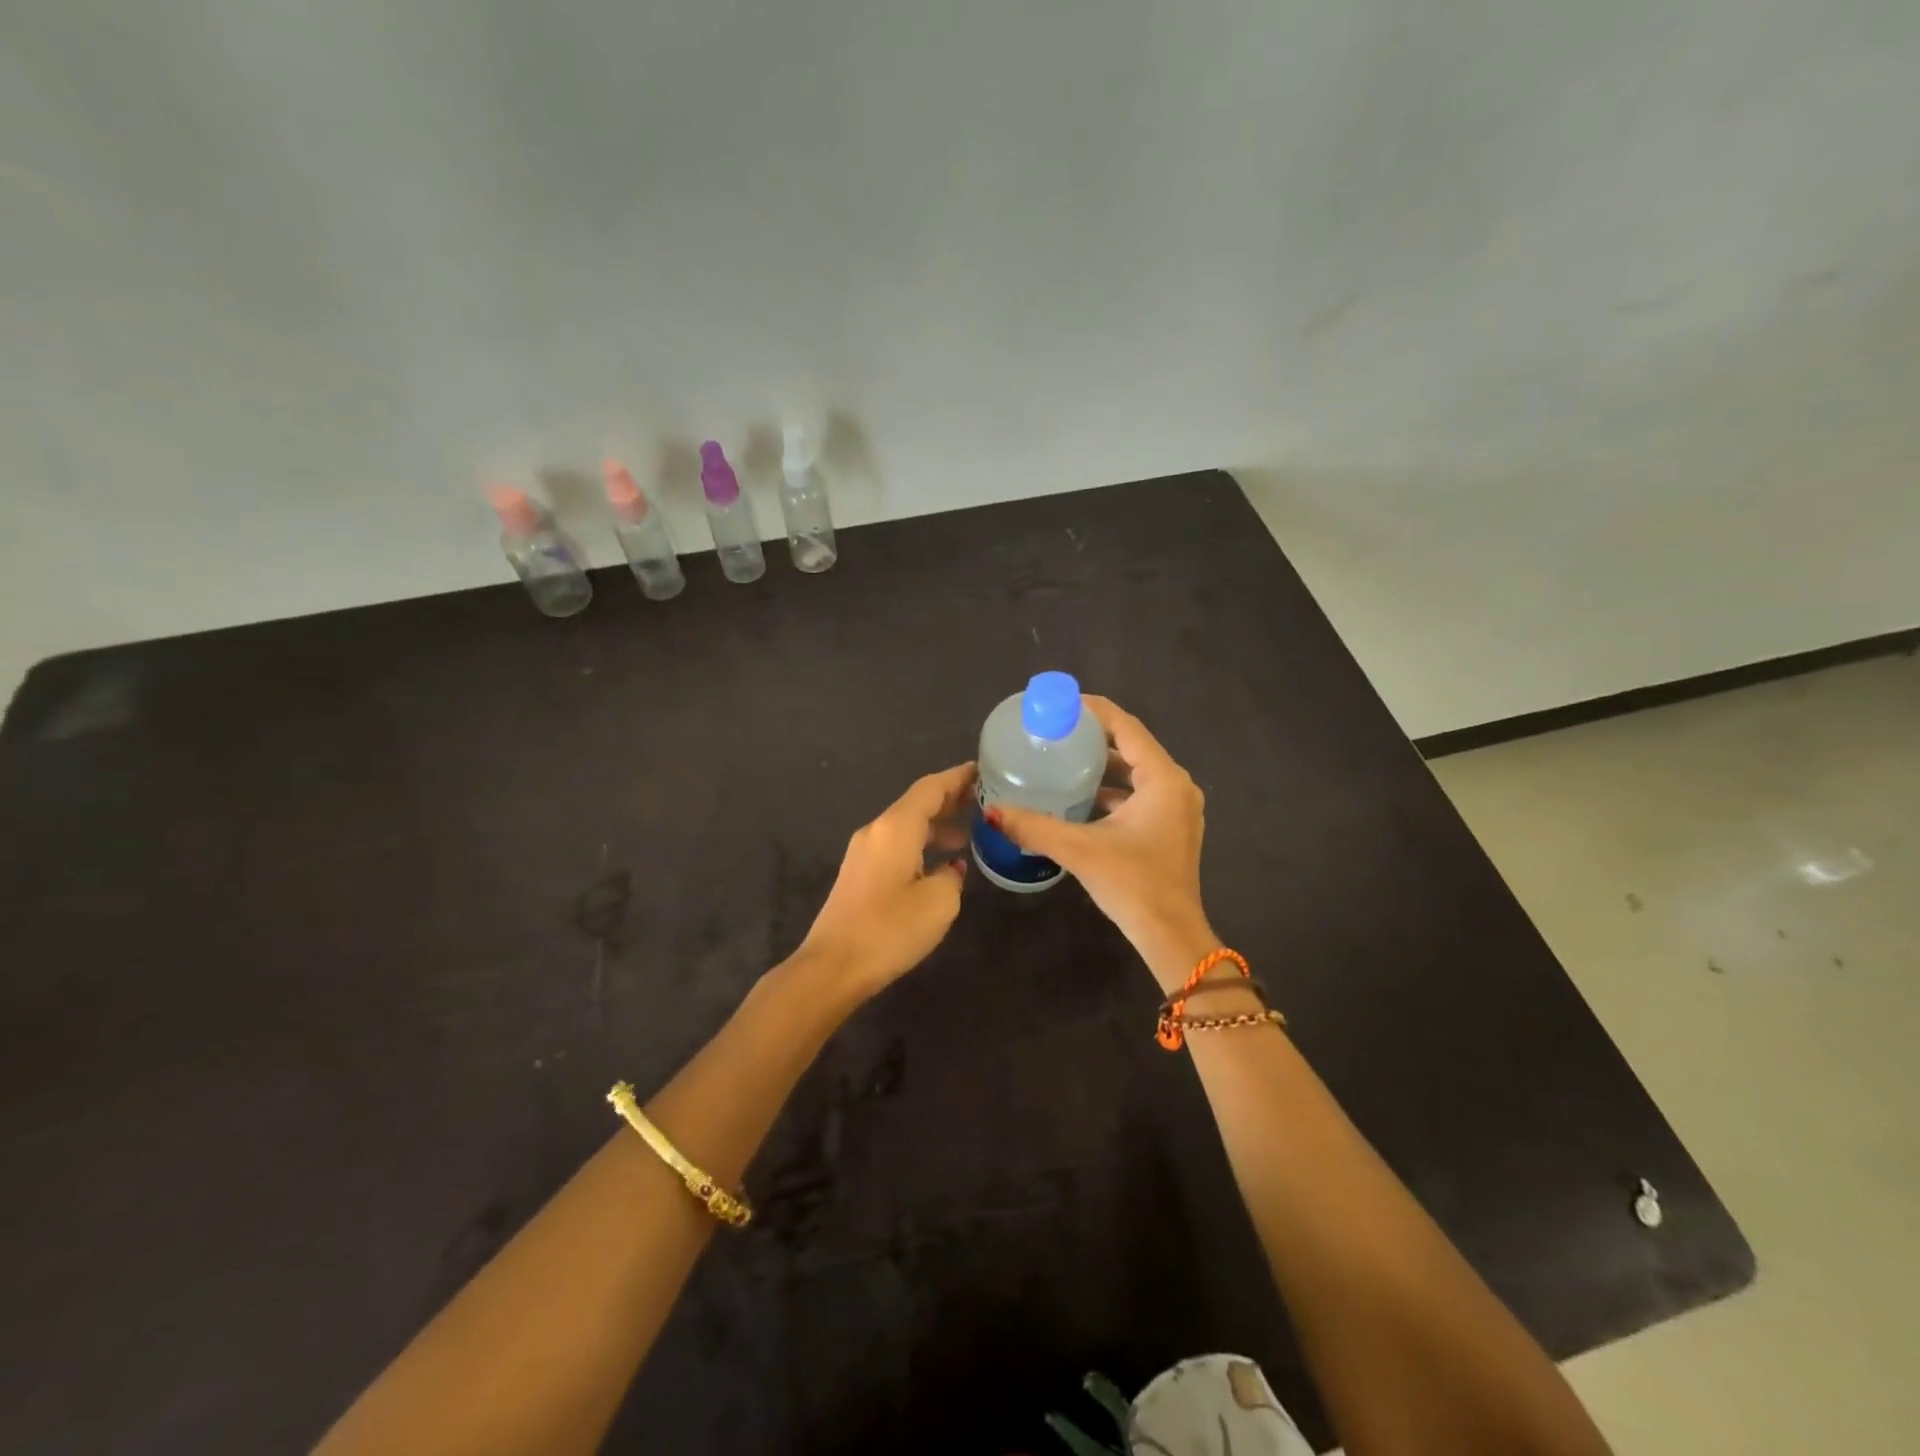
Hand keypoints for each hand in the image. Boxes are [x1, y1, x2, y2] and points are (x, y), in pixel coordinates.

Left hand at [796, 762, 974, 1000]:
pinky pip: (896, 845)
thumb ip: (952, 876)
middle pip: (917, 803)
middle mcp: (877, 830)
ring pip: (906, 826)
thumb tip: (950, 868)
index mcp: (896, 827)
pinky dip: (920, 845)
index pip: (931, 787)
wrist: (832, 967)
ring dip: (936, 826)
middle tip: (983, 801)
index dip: (958, 777)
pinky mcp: (859, 873)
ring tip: (968, 834)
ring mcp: (863, 852)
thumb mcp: (939, 902)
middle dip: (949, 800)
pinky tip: (939, 865)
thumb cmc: (890, 930)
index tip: (983, 770)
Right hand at [988, 698, 1212, 988]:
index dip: (1094, 710)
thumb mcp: (1079, 850)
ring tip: (1063, 757)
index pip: (1126, 727)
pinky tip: (1081, 795)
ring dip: (1103, 763)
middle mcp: (1176, 786)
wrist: (1170, 935)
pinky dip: (1112, 788)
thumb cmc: (1132, 884)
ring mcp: (1178, 808)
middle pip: (1132, 745)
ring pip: (1136, 771)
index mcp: (1163, 780)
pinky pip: (1140, 793)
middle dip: (1094, 735)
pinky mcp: (1171, 827)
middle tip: (1055, 730)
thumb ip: (1034, 826)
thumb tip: (992, 812)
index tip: (1060, 703)